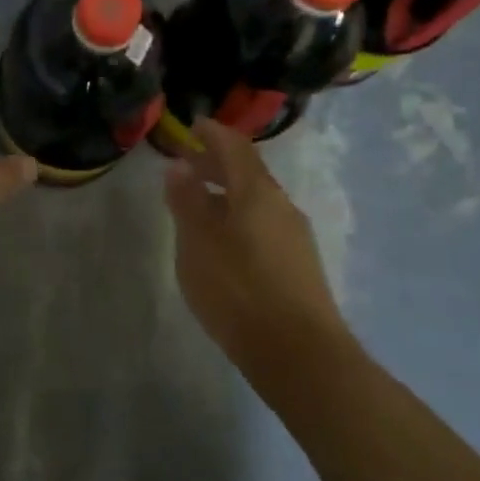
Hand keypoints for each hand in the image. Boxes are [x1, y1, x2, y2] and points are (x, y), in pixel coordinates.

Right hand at [163, 120, 348, 388]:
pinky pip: (263, 223)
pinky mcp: (298, 263)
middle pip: (247, 171)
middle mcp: (280, 204)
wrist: (299, 353)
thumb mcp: (197, 242)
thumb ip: (187, 200)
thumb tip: (179, 166)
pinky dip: (238, 215)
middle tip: (186, 163)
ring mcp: (294, 235)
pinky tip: (223, 239)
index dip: (212, 132)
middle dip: (216, 162)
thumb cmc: (238, 289)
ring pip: (255, 199)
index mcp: (256, 191)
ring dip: (226, 192)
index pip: (234, 146)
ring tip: (198, 202)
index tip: (192, 126)